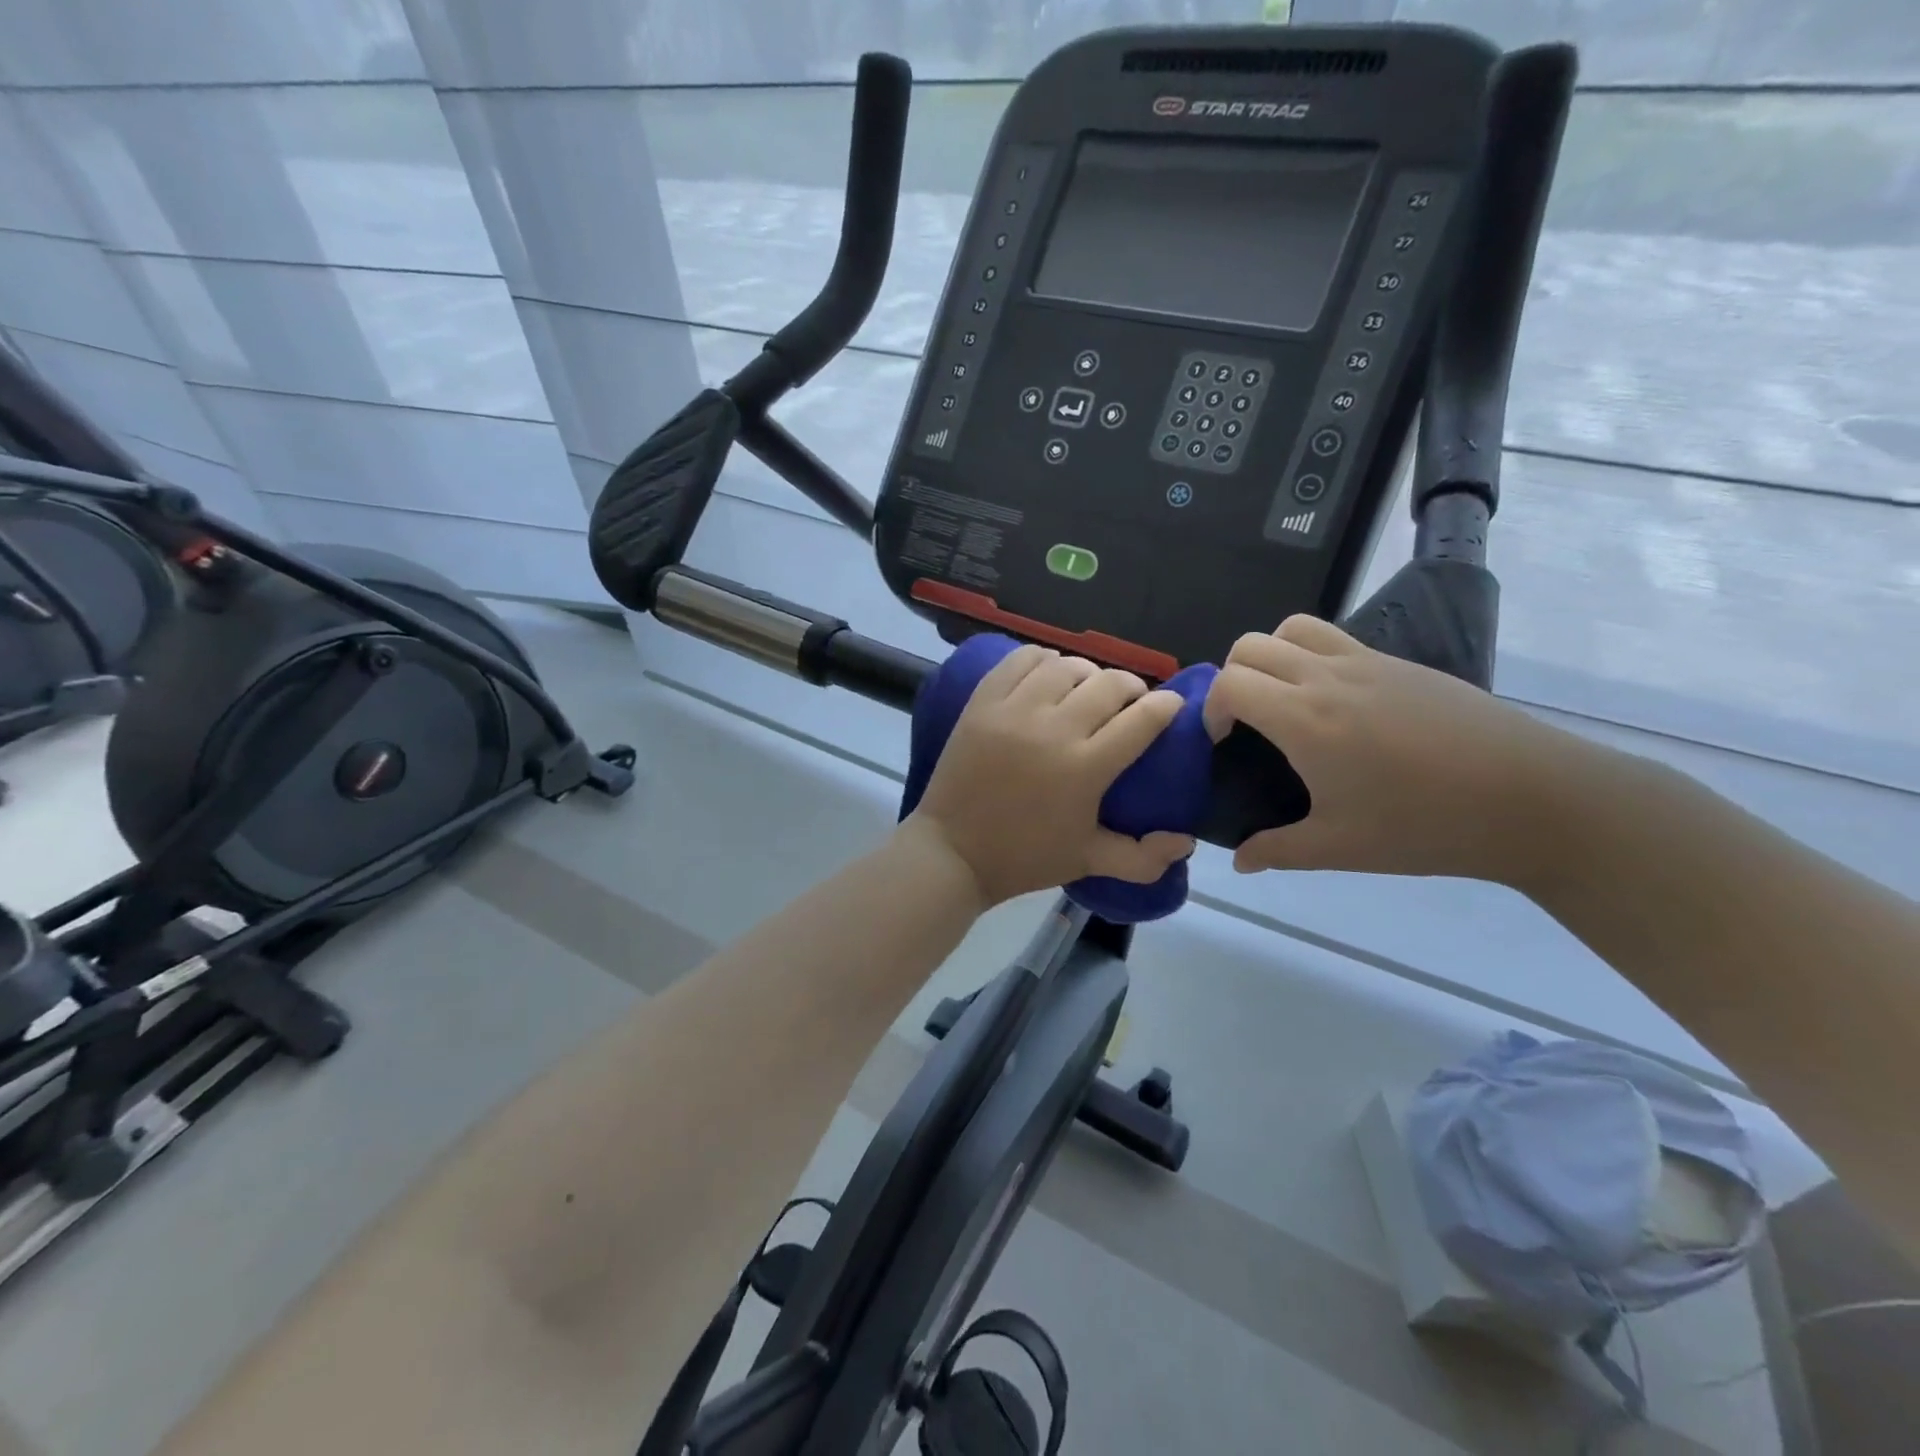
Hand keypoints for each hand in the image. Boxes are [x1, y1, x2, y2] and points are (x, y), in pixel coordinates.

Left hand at [906, 645, 1194, 905]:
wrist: (953, 852)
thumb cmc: (1024, 858)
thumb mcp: (1088, 861)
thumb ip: (1142, 857)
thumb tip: (1186, 842)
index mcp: (1085, 768)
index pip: (1142, 719)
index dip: (1165, 707)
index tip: (1170, 707)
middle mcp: (1053, 729)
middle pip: (1109, 683)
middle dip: (1131, 688)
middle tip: (1129, 703)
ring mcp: (1013, 710)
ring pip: (1066, 666)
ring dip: (1087, 674)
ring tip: (1086, 691)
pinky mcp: (982, 701)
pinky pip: (1021, 660)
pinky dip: (1043, 660)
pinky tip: (1048, 676)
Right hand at [1203, 615, 1573, 883]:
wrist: (1534, 798)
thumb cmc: (1426, 825)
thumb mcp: (1341, 847)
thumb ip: (1277, 850)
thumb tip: (1239, 861)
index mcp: (1305, 719)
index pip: (1229, 683)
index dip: (1211, 709)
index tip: (1221, 742)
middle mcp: (1328, 677)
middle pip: (1252, 646)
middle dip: (1232, 678)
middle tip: (1247, 722)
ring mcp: (1368, 663)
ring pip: (1295, 628)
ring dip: (1272, 655)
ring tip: (1285, 700)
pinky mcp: (1402, 663)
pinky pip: (1337, 639)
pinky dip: (1313, 657)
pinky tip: (1339, 707)